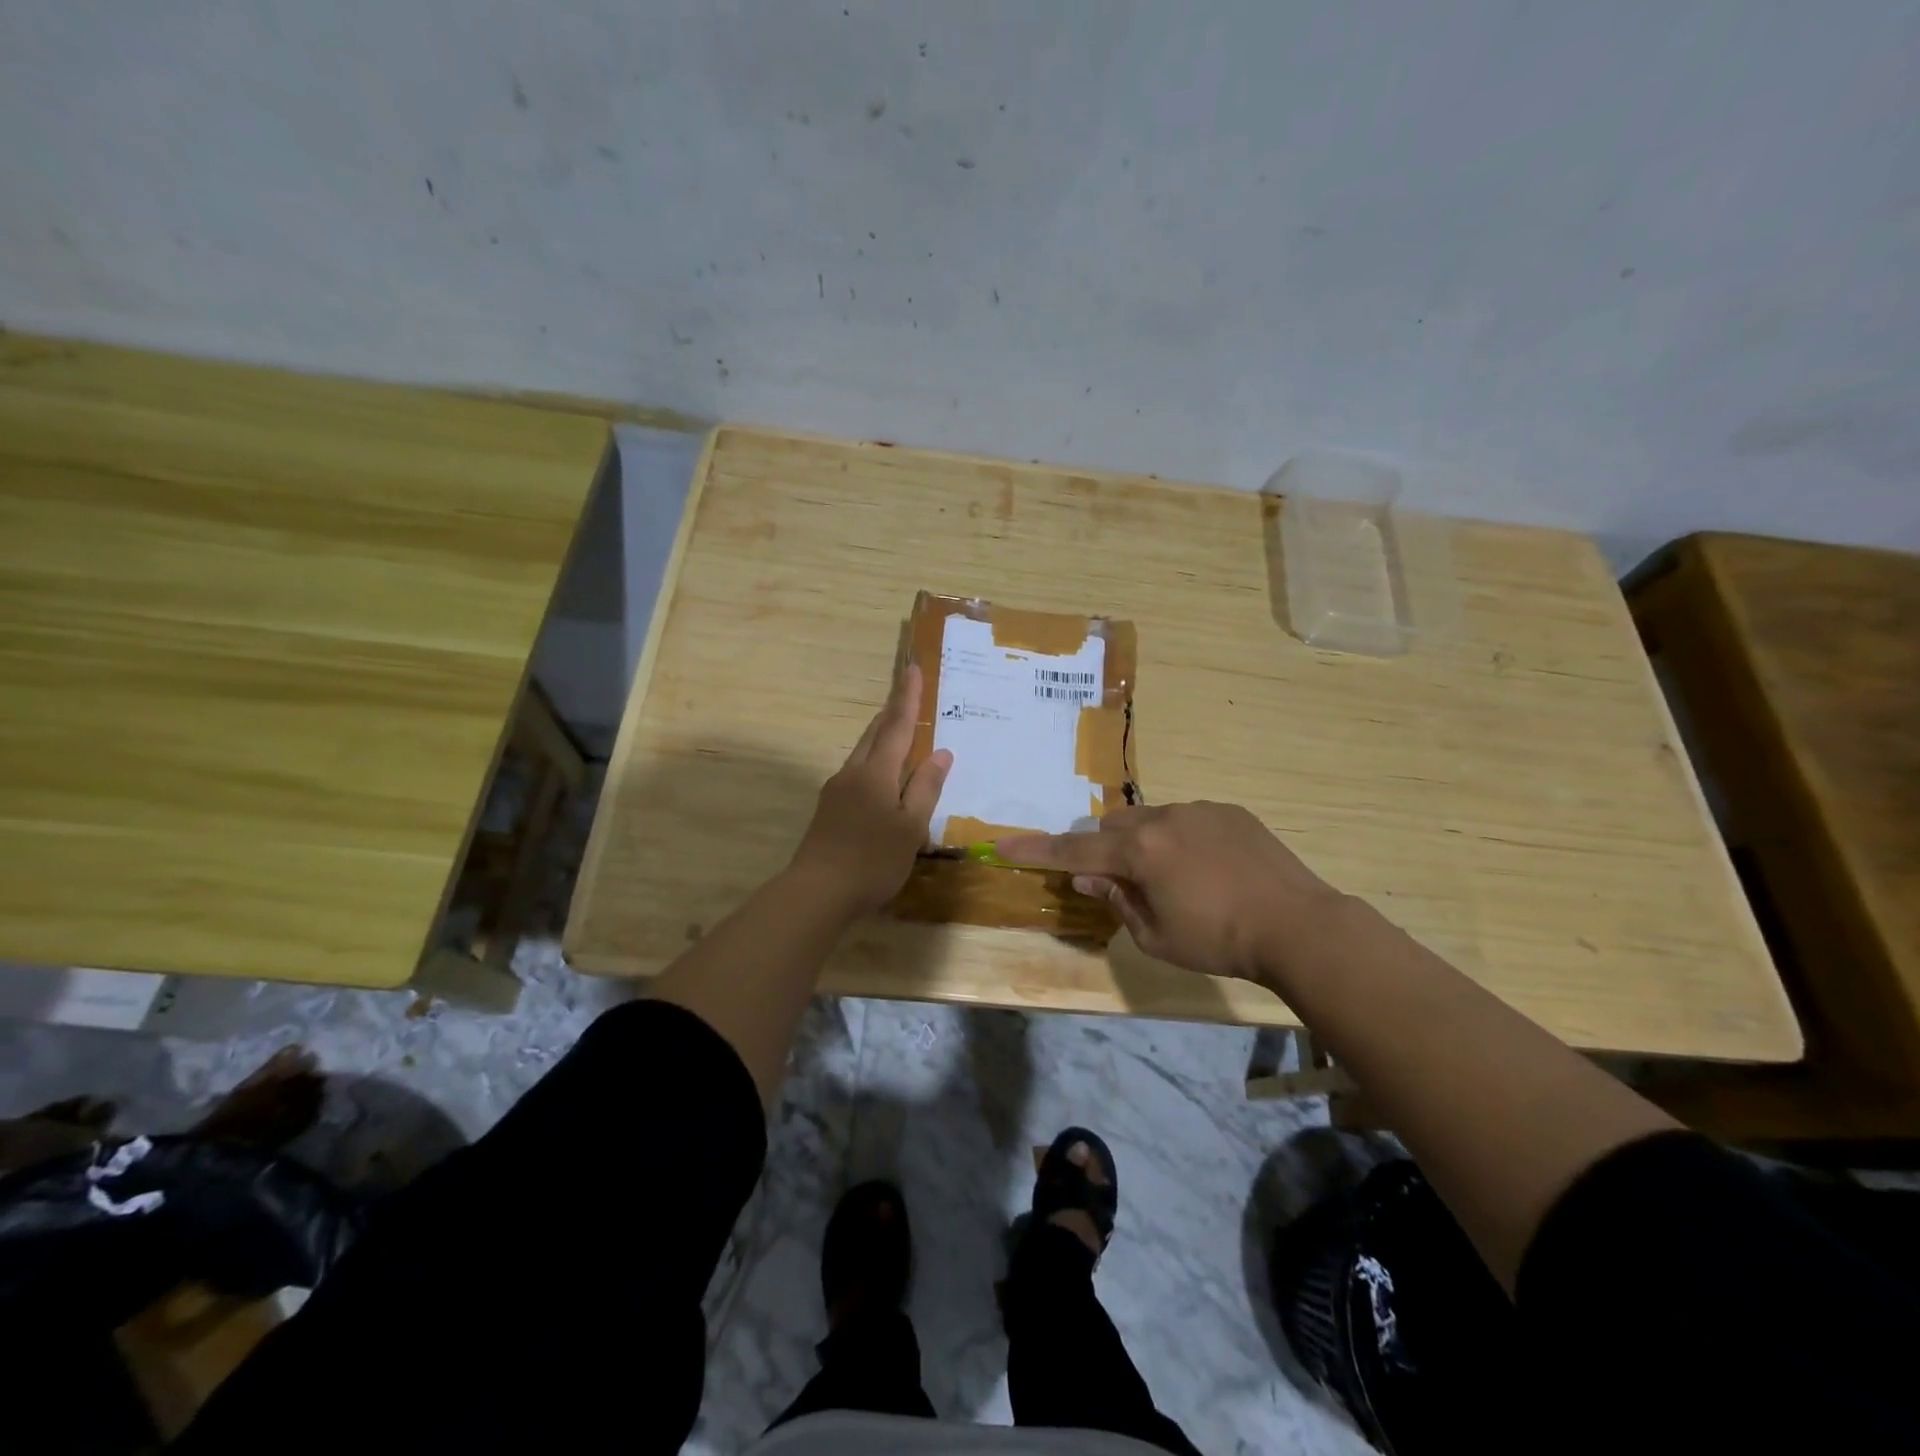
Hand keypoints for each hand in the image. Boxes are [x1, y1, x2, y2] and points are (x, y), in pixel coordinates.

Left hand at [791, 663, 952, 915]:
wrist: (817, 892)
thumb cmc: (872, 860)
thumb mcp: (910, 828)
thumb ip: (925, 788)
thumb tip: (941, 753)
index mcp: (876, 772)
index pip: (896, 725)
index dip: (907, 696)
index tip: (912, 667)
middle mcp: (853, 772)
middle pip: (875, 733)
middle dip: (893, 712)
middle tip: (909, 694)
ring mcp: (837, 790)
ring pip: (864, 752)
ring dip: (882, 736)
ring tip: (901, 731)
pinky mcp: (830, 808)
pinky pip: (858, 771)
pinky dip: (875, 761)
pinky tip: (884, 777)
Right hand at [996, 802, 1348, 984]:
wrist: (1299, 925)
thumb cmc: (1220, 942)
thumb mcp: (1156, 937)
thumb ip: (1117, 901)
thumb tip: (1087, 878)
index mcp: (1140, 853)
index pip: (1074, 853)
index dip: (1036, 851)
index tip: (1003, 846)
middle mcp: (1163, 819)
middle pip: (1111, 827)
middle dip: (1105, 851)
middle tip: (1125, 883)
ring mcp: (1199, 810)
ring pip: (1149, 818)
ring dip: (1144, 843)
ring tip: (1177, 878)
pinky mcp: (1229, 811)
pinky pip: (1186, 818)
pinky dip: (1180, 838)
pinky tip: (1209, 869)